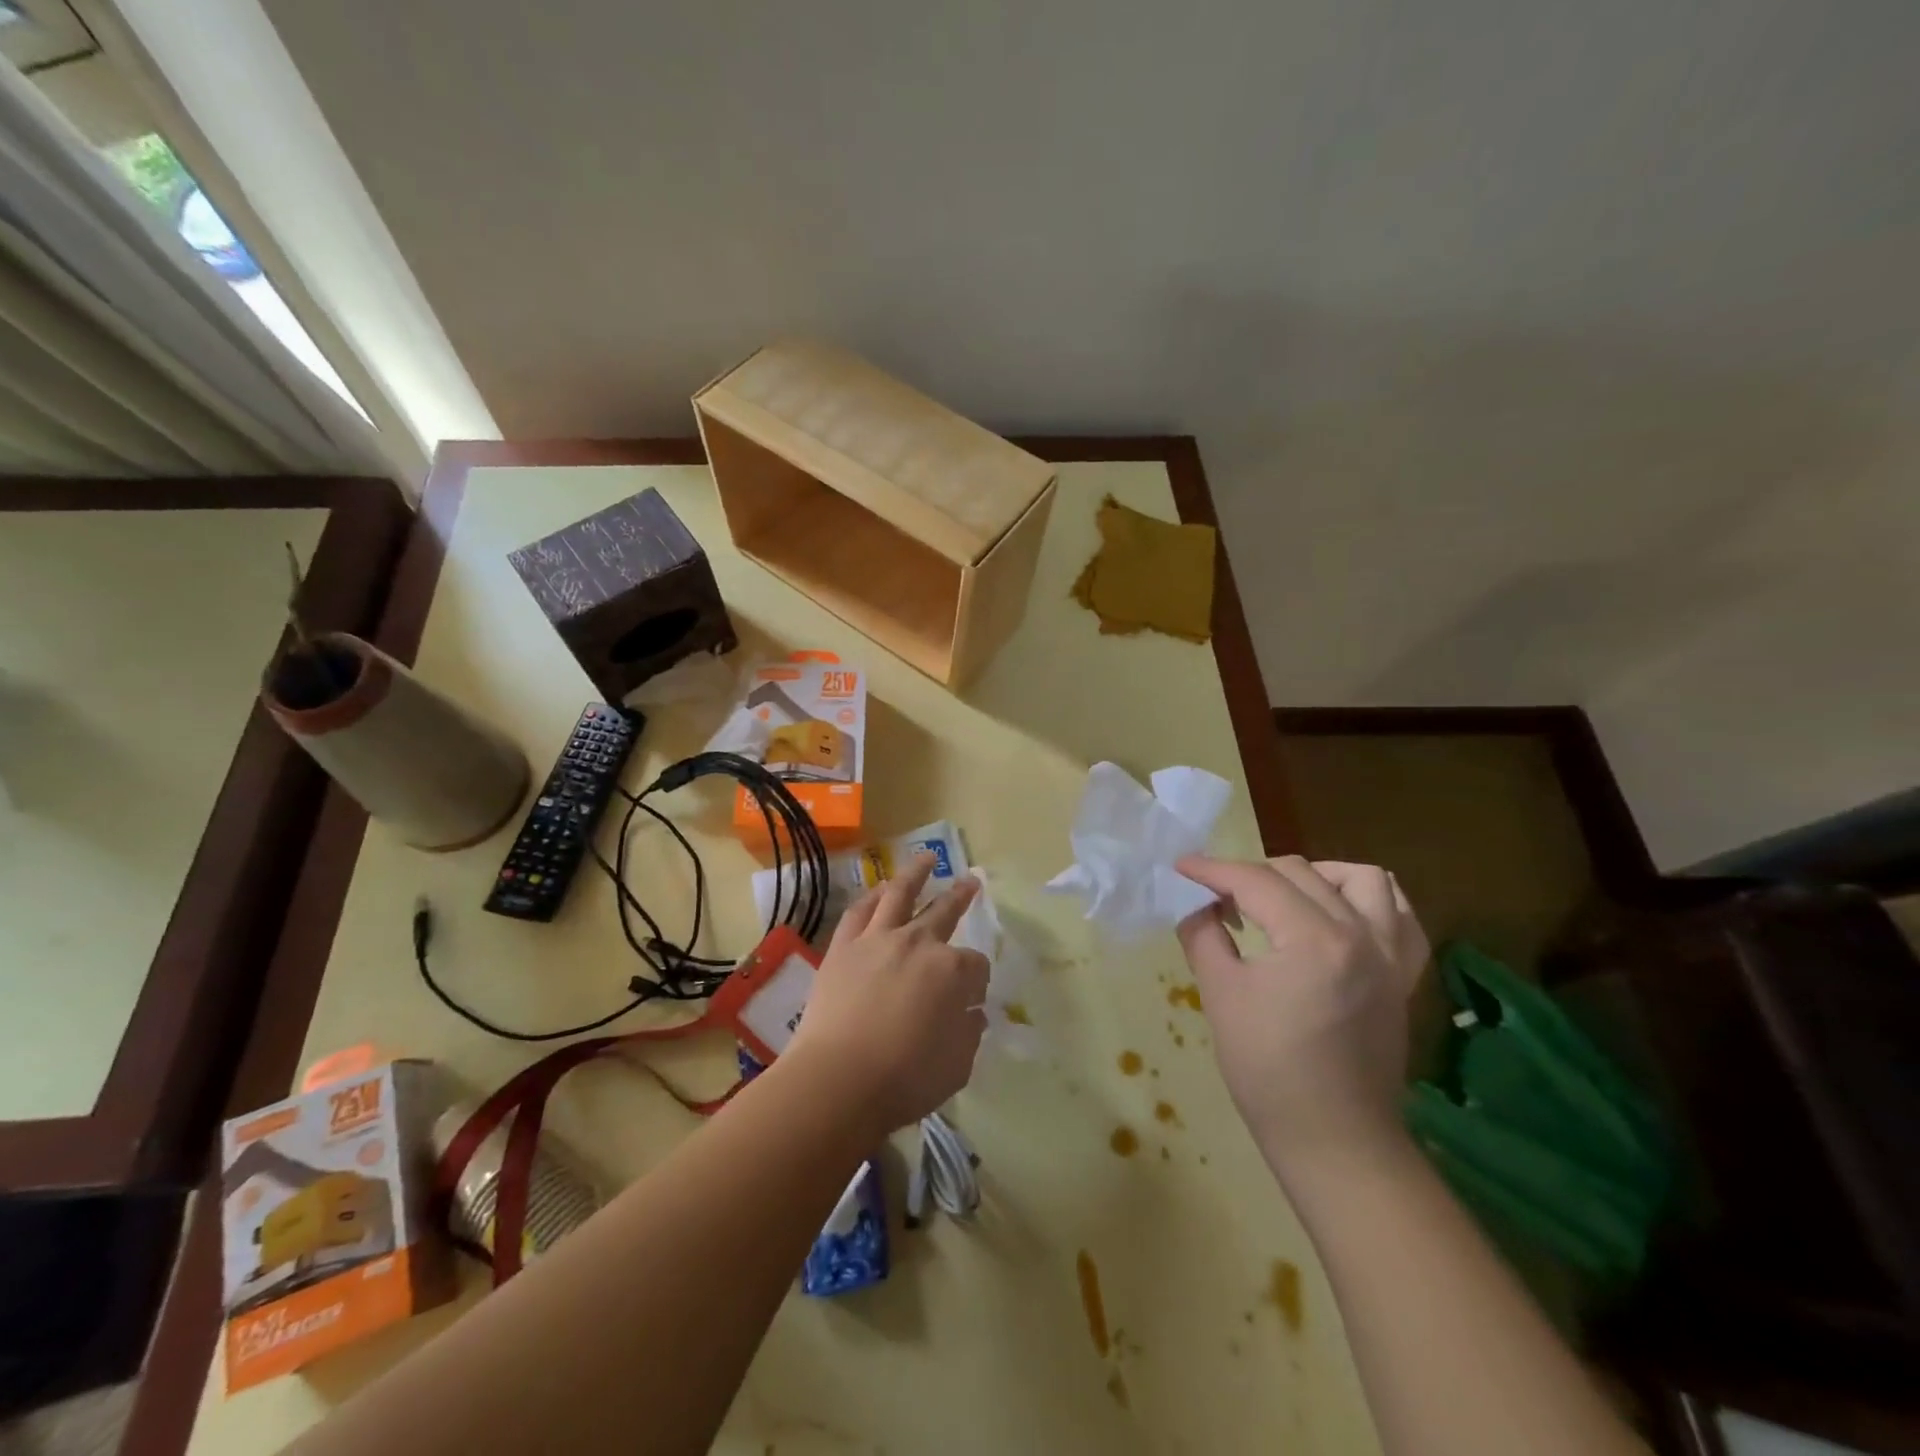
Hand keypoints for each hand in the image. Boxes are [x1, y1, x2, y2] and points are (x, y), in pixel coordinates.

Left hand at [784, 856, 989, 1137]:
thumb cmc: (905, 1080)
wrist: (838, 1080)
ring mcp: (878, 939)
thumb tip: (972, 1014)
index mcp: (952, 971)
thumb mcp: (957, 1066)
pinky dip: (873, 896)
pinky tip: (880, 889)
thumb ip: (969, 1034)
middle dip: (961, 896)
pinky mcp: (844, 946)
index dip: (977, 982)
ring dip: (916, 873)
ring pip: (900, 893)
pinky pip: (861, 910)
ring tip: (926, 857)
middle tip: (971, 880)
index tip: (971, 1000)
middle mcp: (918, 943)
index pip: (976, 966)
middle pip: (945, 911)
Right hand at [1174, 856, 1430, 1173]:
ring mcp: (1390, 955)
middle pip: (1299, 873)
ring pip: (1361, 878)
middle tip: (1217, 896)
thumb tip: (1196, 904)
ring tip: (1283, 895)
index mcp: (1313, 939)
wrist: (1334, 1139)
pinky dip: (1369, 900)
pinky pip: (1401, 915)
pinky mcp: (1403, 976)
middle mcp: (1360, 934)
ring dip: (1316, 875)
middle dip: (1250, 873)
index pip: (1255, 881)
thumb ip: (1202, 935)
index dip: (1212, 869)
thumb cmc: (1268, 1070)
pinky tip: (1340, 911)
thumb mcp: (1220, 995)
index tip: (1181, 867)